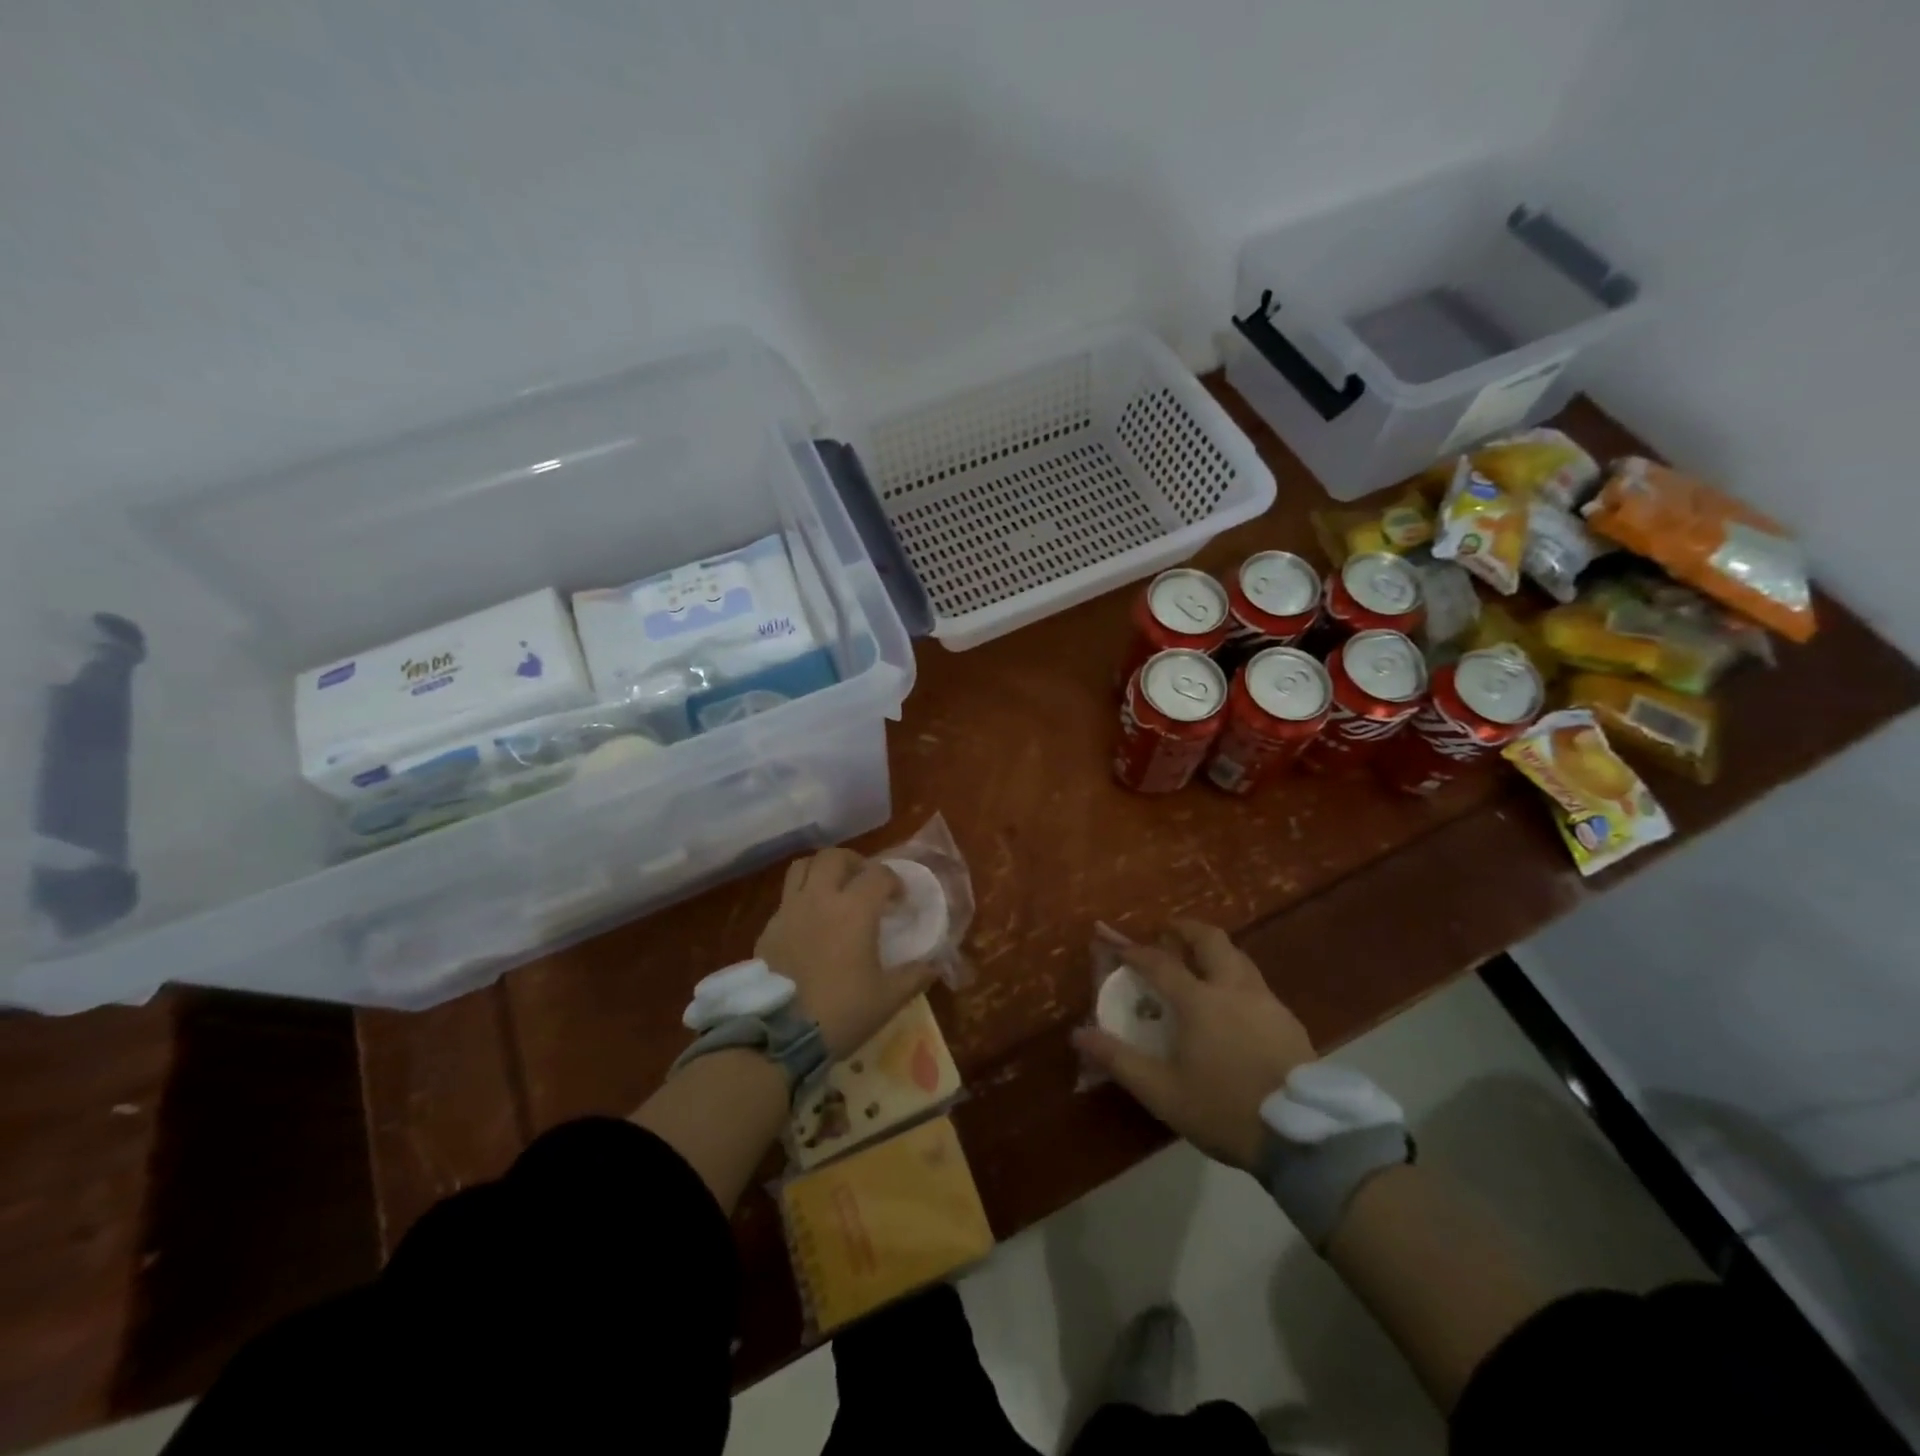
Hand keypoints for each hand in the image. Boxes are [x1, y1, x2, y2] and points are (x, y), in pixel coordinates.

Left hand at [758, 848, 931, 1058]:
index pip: (878, 874)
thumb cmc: (841, 1012)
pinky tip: (811, 922)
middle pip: (834, 857)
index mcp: (854, 909)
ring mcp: (789, 910)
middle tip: (865, 882)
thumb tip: (934, 965)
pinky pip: (786, 897)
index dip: (894, 882)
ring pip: (803, 867)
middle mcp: (820, 898)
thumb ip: (915, 976)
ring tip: (834, 889)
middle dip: (855, 862)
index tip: (900, 900)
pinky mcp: (769, 928)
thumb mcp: (888, 998)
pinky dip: (802, 897)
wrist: (779, 1036)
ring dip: (822, 870)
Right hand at [1073, 920, 1315, 1169]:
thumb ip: (1119, 1060)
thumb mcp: (1163, 1092)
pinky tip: (1234, 1006)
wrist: (1303, 1138)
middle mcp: (1234, 988)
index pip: (1159, 962)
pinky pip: (1257, 984)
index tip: (1115, 944)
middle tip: (1167, 932)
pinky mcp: (1289, 1021)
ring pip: (1239, 957)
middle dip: (1184, 929)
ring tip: (1199, 964)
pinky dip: (1236, 978)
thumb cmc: (1224, 1110)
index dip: (1134, 951)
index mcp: (1199, 1001)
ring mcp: (1267, 1002)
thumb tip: (1080, 1034)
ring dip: (1214, 951)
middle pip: (1210, 939)